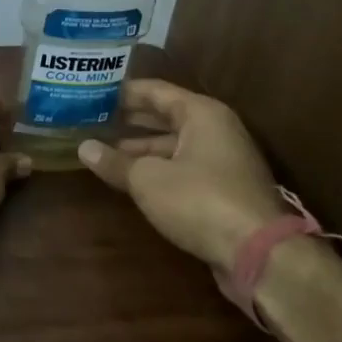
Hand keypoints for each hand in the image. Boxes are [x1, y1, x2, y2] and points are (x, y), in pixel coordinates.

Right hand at [76, 80, 290, 269]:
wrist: (257, 252)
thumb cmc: (199, 200)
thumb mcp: (147, 179)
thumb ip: (115, 161)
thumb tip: (84, 148)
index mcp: (201, 114)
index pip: (154, 90)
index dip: (122, 91)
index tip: (91, 92)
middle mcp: (215, 130)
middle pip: (164, 115)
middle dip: (128, 118)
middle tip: (90, 118)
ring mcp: (221, 160)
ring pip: (172, 144)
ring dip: (139, 146)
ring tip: (101, 148)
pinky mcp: (221, 188)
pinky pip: (180, 166)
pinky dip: (155, 167)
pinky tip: (128, 175)